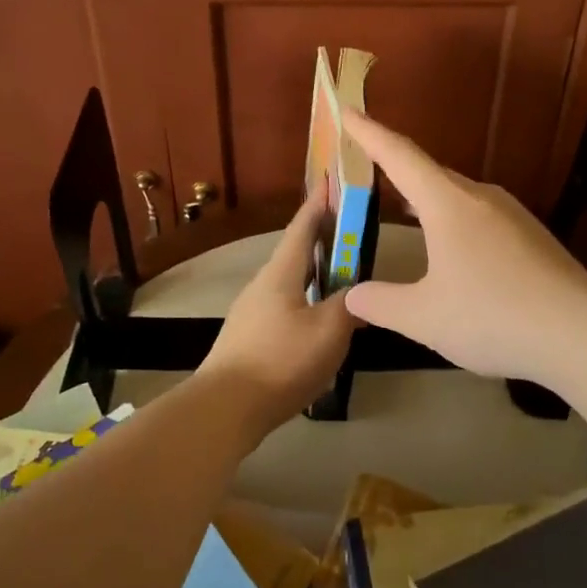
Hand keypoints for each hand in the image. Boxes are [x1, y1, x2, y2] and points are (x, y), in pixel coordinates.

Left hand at [196, 191, 355, 439]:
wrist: (225, 407)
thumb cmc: (280, 361)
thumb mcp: (328, 331)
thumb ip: (350, 306)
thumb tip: (361, 293)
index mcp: (281, 273)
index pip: (303, 226)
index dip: (319, 203)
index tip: (330, 180)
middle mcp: (263, 285)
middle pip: (296, 254)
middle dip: (322, 240)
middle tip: (351, 233)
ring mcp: (252, 312)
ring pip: (291, 283)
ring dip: (316, 275)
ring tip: (343, 279)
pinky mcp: (249, 338)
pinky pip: (285, 308)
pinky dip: (307, 302)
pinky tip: (321, 322)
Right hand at [341, 111, 586, 383]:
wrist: (584, 334)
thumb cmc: (494, 316)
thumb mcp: (425, 317)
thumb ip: (381, 303)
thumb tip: (352, 296)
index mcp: (448, 203)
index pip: (399, 156)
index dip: (369, 133)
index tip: (347, 109)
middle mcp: (480, 197)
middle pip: (428, 172)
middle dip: (393, 168)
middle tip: (364, 171)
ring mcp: (511, 215)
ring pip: (455, 195)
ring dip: (424, 197)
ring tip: (399, 207)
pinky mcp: (531, 237)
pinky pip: (477, 215)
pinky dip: (450, 219)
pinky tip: (449, 247)